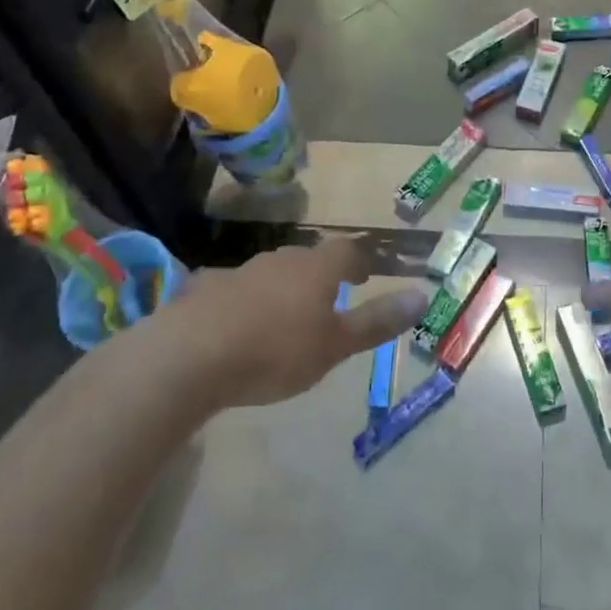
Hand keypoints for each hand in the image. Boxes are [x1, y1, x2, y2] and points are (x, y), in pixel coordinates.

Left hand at [166, 237, 428, 408]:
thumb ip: (376, 321)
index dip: (358, 262)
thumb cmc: (275, 351)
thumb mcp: (335, 345)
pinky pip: (234, 291)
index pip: (346, 252)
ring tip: (286, 314)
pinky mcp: (204, 291)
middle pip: (308, 259)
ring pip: (271, 273)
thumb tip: (422, 295)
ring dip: (283, 288)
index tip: (364, 276)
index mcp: (315, 269)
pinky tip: (236, 326)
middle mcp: (279, 260)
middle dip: (321, 275)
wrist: (188, 357)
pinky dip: (244, 303)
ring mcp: (239, 272)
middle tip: (328, 296)